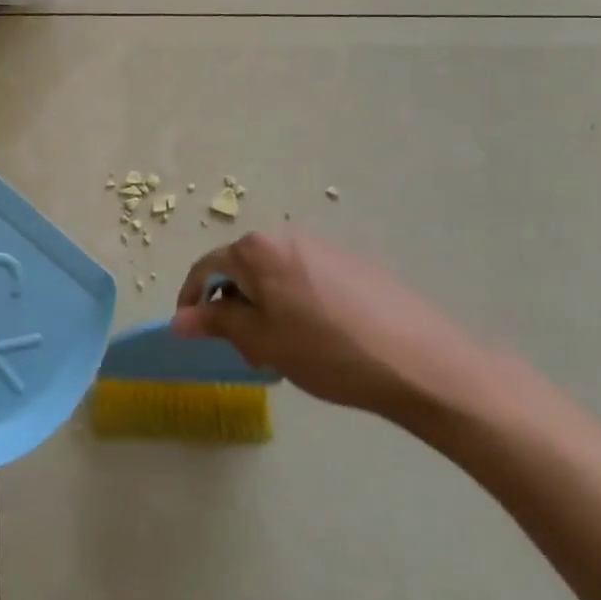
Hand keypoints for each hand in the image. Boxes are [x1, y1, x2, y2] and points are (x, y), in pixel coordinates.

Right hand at [172, 231, 488, 420]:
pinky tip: (318, 338)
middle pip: (241, 268)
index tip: (193, 332)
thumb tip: (178, 319)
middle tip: (247, 350)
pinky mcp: (353, 263)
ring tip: (283, 349)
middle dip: (234, 307)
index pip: (206, 267)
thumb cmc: (327, 351)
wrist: (422, 363)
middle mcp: (286, 236)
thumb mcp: (262, 342)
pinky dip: (295, 303)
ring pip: (274, 275)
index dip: (193, 300)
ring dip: (265, 307)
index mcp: (257, 249)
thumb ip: (216, 323)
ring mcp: (323, 247)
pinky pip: (305, 278)